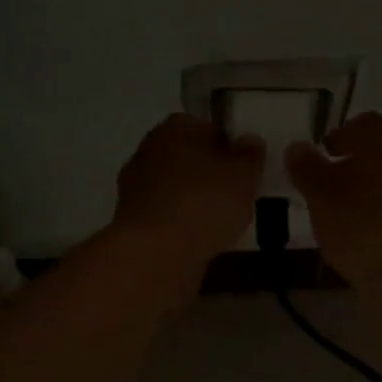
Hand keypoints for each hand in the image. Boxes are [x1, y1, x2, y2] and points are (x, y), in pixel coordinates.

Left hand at [112, 115, 264, 265]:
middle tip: (238, 194)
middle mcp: (149, 150)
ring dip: (195, 201)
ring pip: (176, 188)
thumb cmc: (203, 202)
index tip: (245, 167)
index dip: (228, 146)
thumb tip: (250, 140)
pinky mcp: (132, 222)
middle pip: (188, 157)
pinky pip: (167, 216)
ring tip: (224, 222)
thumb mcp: (242, 175)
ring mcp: (135, 187)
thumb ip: (249, 155)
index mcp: (174, 127)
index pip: (206, 126)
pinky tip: (202, 240)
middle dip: (210, 173)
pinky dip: (182, 224)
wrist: (155, 254)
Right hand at [286, 113, 381, 293]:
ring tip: (348, 216)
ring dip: (375, 190)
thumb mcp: (322, 197)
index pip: (366, 122)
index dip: (342, 134)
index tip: (324, 153)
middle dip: (358, 162)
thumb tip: (298, 146)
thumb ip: (307, 169)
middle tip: (331, 184)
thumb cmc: (366, 229)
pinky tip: (372, 238)